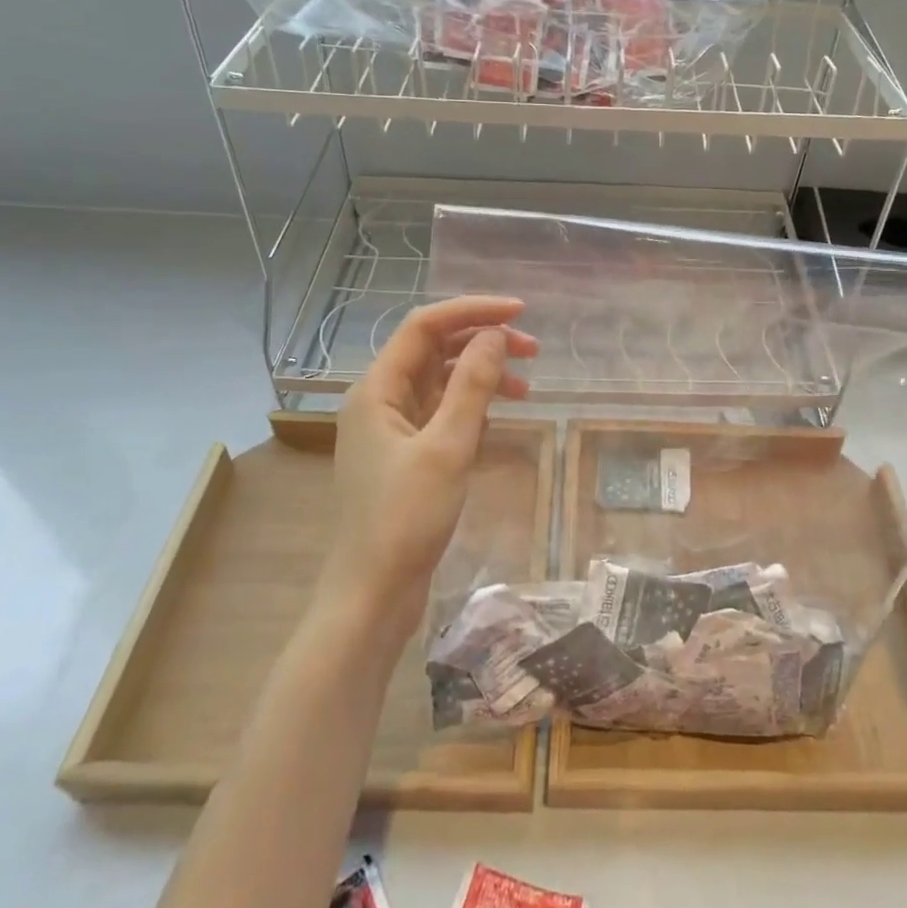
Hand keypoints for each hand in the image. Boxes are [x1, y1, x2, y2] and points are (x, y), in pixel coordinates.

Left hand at [326, 296, 537, 617]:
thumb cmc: (405, 520)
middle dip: (482, 342)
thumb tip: (495, 336)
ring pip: (440, 382)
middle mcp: (379, 400)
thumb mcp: (447, 448)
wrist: (372, 596)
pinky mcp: (404, 455)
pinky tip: (497, 417)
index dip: (472, 311)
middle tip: (534, 352)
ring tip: (526, 388)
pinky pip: (441, 413)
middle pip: (434, 350)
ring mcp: (391, 429)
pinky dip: (471, 406)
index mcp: (377, 389)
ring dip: (481, 375)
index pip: (425, 326)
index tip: (520, 313)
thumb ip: (472, 386)